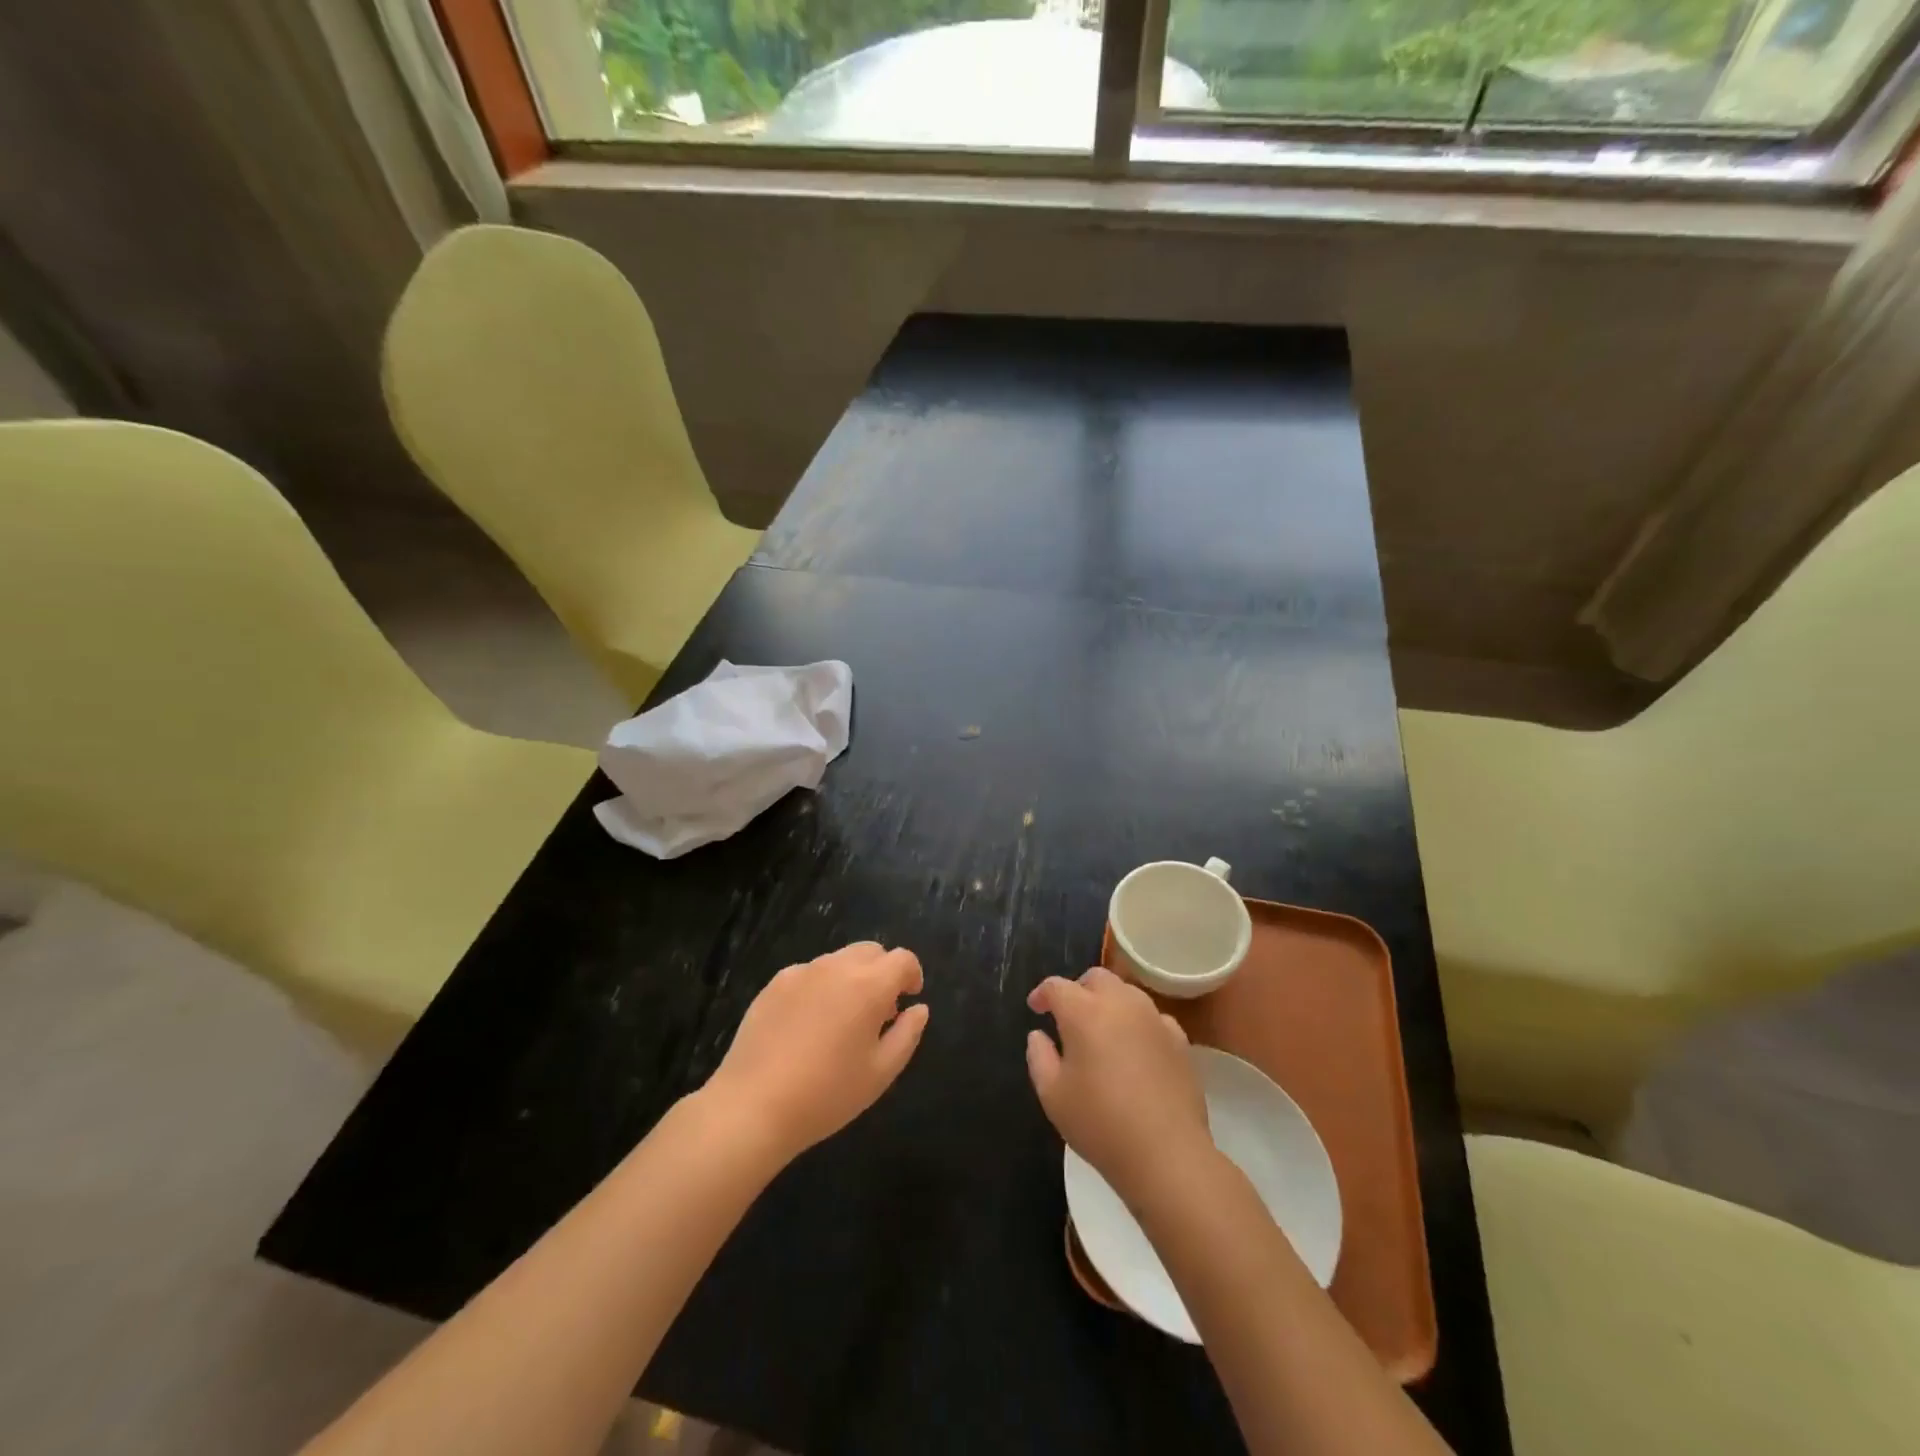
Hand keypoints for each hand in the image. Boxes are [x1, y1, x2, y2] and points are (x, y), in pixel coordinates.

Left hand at [706, 942, 928, 1163]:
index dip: (912, 974)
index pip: (902, 959)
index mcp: (868, 985)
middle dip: (883, 972)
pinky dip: (821, 987)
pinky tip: (808, 1026)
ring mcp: (801, 972)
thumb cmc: (826, 1094)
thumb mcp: (881, 1073)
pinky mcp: (774, 984)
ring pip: (839, 960)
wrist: (752, 1106)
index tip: (909, 999)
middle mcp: (836, 967)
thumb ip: (907, 1034)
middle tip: (880, 1011)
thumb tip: (919, 1009)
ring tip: (843, 1020)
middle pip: (871, 951)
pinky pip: (809, 973)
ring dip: (852, 978)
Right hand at [1026, 966, 1213, 1208]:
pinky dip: (1137, 1024)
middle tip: (1068, 1016)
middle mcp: (1121, 1003)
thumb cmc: (1100, 1123)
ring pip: (1127, 993)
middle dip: (1078, 989)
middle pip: (1096, 978)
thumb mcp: (1052, 1095)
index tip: (1036, 1008)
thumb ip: (1039, 1057)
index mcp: (1084, 1012)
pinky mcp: (1179, 1039)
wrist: (1166, 1154)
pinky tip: (1135, 1050)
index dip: (1042, 994)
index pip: (1057, 986)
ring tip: (1101, 1031)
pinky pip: (1152, 1018)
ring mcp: (1154, 1018)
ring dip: (1109, 1002)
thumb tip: (1039, 1035)